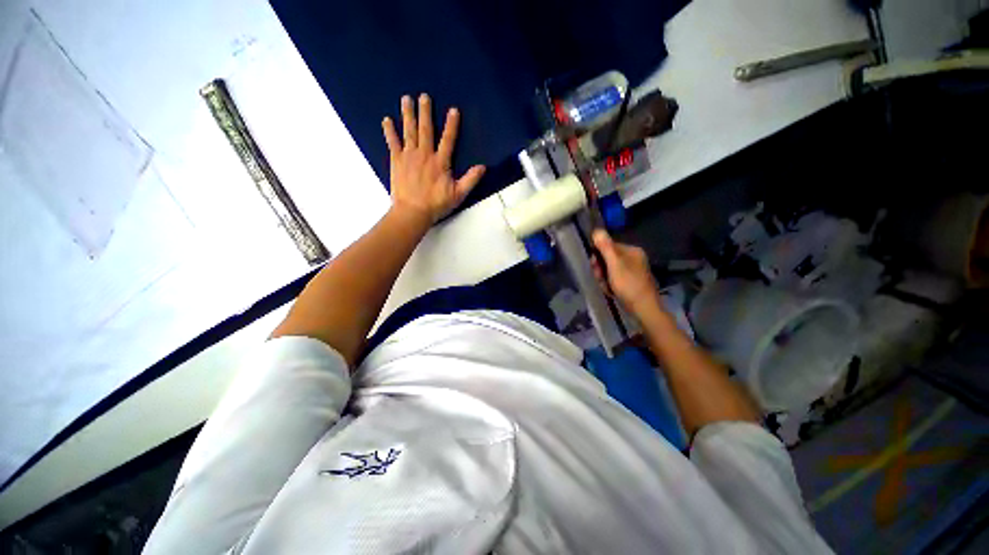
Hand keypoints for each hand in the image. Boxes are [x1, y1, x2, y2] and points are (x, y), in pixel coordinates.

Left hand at [382, 94, 485, 224]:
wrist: (413, 212)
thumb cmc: (436, 204)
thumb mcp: (458, 194)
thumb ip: (470, 180)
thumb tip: (483, 167)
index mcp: (441, 162)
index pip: (448, 139)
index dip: (451, 125)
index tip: (453, 110)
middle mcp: (425, 154)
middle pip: (426, 129)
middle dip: (425, 112)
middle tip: (424, 96)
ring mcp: (409, 156)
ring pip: (409, 131)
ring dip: (408, 114)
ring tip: (406, 99)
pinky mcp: (397, 161)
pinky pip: (392, 143)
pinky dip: (389, 131)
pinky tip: (386, 120)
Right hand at [591, 229, 660, 314]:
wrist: (644, 309)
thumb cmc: (629, 285)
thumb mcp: (615, 264)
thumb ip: (605, 247)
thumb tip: (596, 230)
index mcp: (632, 251)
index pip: (607, 246)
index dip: (598, 257)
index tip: (595, 267)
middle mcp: (633, 258)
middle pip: (607, 258)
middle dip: (600, 270)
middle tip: (601, 279)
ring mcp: (632, 271)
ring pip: (609, 270)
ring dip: (604, 279)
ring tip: (607, 288)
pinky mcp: (631, 282)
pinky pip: (614, 279)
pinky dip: (610, 285)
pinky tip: (611, 292)